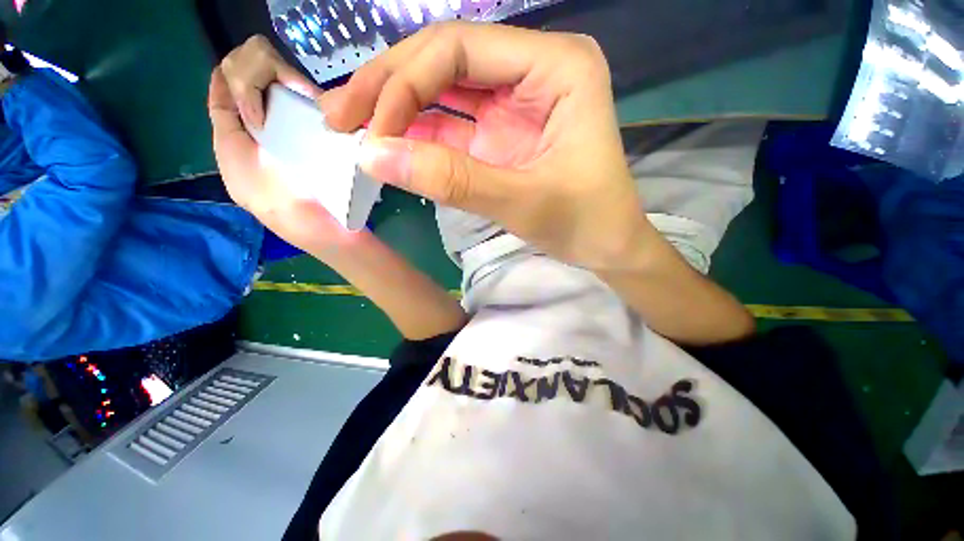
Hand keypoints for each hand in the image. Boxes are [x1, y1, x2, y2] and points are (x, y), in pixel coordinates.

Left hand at [210, 38, 465, 338]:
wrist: (356, 252)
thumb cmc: (327, 232)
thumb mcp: (283, 195)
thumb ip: (254, 153)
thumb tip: (252, 103)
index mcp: (241, 173)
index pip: (219, 114)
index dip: (228, 81)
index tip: (252, 61)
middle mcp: (254, 169)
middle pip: (239, 111)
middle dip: (256, 84)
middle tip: (287, 78)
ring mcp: (282, 169)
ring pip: (267, 119)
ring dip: (280, 98)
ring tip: (301, 88)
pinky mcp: (306, 173)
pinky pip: (292, 133)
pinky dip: (300, 115)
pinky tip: (316, 110)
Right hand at [331, 22, 654, 270]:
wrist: (607, 245)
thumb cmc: (584, 221)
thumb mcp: (521, 201)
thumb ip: (451, 179)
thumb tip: (373, 156)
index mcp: (556, 66)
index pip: (459, 48)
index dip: (405, 84)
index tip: (368, 130)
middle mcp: (533, 71)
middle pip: (446, 62)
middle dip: (390, 88)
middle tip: (340, 116)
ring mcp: (517, 103)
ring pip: (445, 93)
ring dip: (399, 111)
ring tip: (353, 129)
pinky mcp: (504, 134)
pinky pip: (454, 126)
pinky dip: (422, 137)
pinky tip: (393, 147)